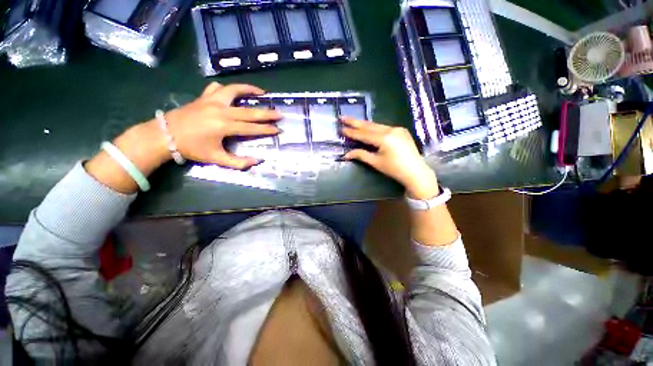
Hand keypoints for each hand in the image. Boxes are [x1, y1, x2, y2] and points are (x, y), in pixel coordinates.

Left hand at [162, 82, 280, 168]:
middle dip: (266, 113)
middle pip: (249, 111)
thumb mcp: (216, 159)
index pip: (251, 128)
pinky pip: (217, 88)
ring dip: (249, 90)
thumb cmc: (191, 148)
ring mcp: (211, 101)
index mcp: (224, 126)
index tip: (278, 129)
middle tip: (279, 113)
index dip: (266, 129)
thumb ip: (238, 162)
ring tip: (261, 92)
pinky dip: (227, 89)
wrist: (164, 135)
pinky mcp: (203, 97)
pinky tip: (233, 92)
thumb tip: (257, 161)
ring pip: (234, 90)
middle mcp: (220, 110)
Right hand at [341, 118, 439, 199]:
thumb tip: (346, 154)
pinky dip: (374, 128)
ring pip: (377, 125)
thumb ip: (361, 155)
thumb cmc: (394, 169)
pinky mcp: (401, 131)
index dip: (352, 132)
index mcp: (384, 138)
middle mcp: (391, 130)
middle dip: (355, 122)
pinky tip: (368, 128)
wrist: (416, 172)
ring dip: (364, 124)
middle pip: (369, 125)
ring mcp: (397, 129)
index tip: (341, 128)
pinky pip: (384, 127)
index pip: (364, 134)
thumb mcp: (376, 162)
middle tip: (343, 117)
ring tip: (352, 121)